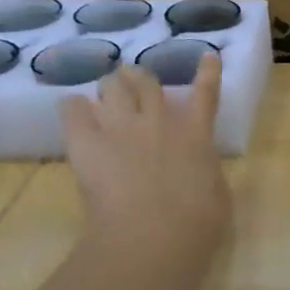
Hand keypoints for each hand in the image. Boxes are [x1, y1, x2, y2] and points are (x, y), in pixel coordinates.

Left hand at [60, 57, 231, 261]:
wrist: (153, 234)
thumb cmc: (198, 222)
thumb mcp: (217, 192)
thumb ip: (205, 169)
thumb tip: (198, 165)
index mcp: (196, 134)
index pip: (206, 94)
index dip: (208, 72)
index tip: (207, 55)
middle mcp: (158, 121)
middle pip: (146, 82)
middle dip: (140, 79)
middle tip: (135, 82)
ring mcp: (120, 127)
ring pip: (111, 86)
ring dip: (111, 88)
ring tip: (106, 95)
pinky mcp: (85, 141)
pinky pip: (72, 108)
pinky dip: (75, 108)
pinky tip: (75, 112)